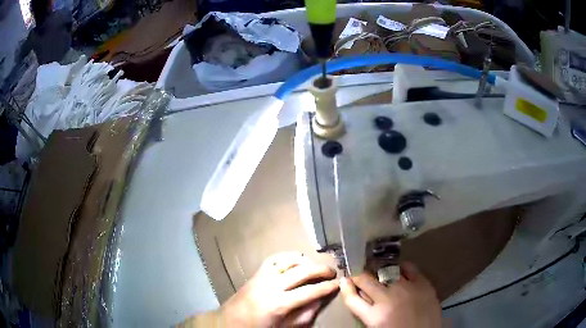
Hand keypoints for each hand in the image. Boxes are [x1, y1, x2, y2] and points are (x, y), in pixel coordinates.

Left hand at [218, 252, 338, 326]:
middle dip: (321, 270)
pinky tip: (297, 259)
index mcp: (280, 303)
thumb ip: (305, 314)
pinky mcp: (257, 272)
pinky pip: (275, 258)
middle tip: (332, 272)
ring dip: (306, 261)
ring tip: (316, 266)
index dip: (327, 287)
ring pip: (290, 261)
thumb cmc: (260, 326)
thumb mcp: (285, 327)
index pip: (310, 292)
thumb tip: (320, 300)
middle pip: (302, 271)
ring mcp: (264, 276)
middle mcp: (273, 286)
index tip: (338, 284)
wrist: (232, 320)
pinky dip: (288, 256)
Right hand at [340, 262, 440, 327]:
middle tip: (360, 275)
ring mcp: (406, 289)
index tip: (345, 280)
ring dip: (379, 272)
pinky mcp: (423, 284)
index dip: (346, 287)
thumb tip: (361, 295)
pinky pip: (409, 268)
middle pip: (366, 281)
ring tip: (380, 272)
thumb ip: (367, 312)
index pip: (352, 298)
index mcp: (374, 316)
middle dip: (359, 276)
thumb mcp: (377, 327)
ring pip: (386, 272)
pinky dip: (402, 267)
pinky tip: (399, 269)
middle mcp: (388, 299)